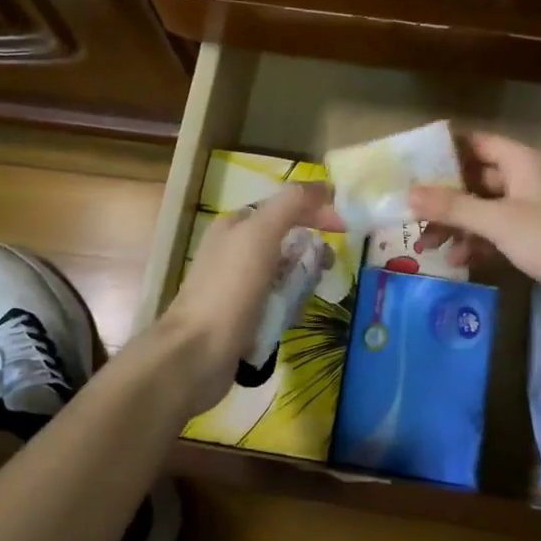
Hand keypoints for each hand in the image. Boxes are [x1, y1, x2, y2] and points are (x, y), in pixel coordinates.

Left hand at [160, 181, 343, 408]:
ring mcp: (238, 286)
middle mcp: (234, 251)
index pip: (284, 206)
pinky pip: (278, 303)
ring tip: (303, 299)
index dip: (315, 211)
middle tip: (324, 268)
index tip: (344, 228)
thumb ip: (291, 204)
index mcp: (236, 225)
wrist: (197, 353)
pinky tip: (290, 319)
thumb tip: (324, 187)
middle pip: (287, 241)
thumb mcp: (261, 233)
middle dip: (310, 252)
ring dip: (301, 283)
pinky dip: (289, 308)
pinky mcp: (243, 316)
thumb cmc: (230, 288)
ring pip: (286, 274)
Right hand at [409, 132, 540, 318]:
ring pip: (488, 210)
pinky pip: (503, 233)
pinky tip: (460, 260)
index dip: (443, 152)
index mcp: (522, 161)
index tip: (410, 167)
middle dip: (445, 199)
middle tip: (412, 216)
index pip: (475, 143)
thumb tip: (409, 194)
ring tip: (428, 246)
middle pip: (478, 180)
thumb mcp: (499, 221)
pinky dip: (482, 243)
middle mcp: (529, 178)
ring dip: (460, 226)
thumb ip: (453, 208)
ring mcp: (538, 209)